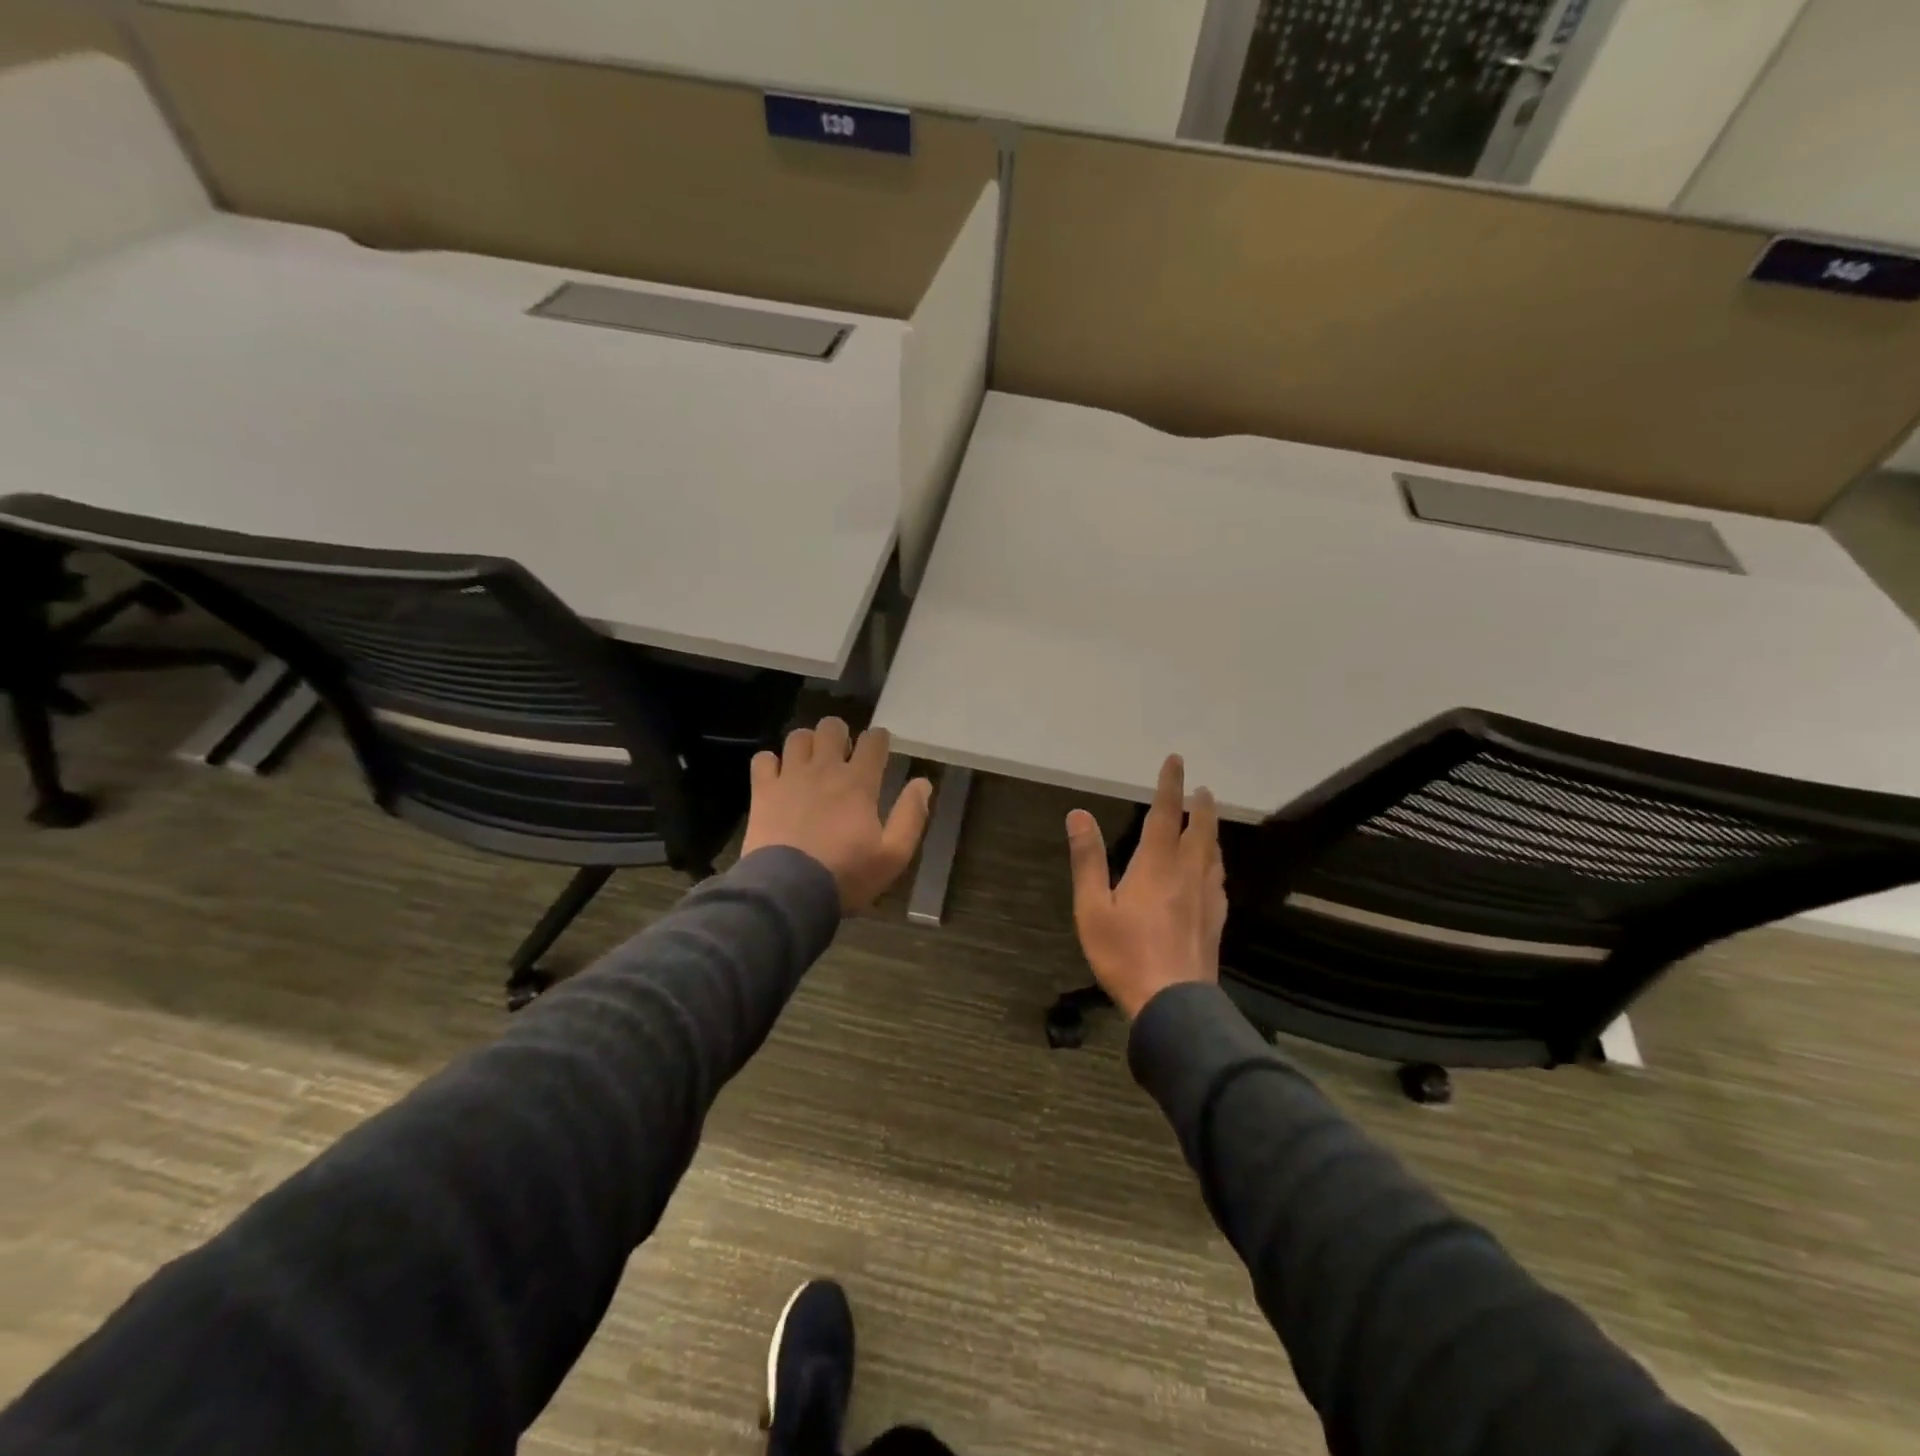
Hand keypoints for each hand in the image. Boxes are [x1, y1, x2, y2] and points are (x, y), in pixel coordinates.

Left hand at [741, 718, 933, 912]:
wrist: (789, 892)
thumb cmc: (846, 875)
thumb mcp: (893, 855)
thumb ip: (911, 816)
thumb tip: (923, 783)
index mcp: (859, 782)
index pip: (873, 741)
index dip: (878, 739)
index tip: (879, 748)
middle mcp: (824, 769)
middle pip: (832, 727)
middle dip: (840, 734)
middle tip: (842, 755)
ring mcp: (790, 777)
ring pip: (798, 737)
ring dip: (807, 744)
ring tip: (810, 762)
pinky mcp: (763, 791)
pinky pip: (763, 759)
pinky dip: (771, 763)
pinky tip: (778, 778)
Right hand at [1066, 755, 1227, 1018]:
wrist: (1173, 1004)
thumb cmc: (1124, 954)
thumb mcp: (1092, 908)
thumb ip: (1087, 860)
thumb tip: (1078, 814)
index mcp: (1156, 866)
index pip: (1165, 815)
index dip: (1170, 786)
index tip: (1177, 761)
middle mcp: (1187, 874)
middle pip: (1200, 831)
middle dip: (1200, 806)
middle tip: (1202, 788)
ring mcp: (1206, 898)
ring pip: (1213, 854)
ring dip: (1211, 830)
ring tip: (1209, 820)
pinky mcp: (1215, 921)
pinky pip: (1219, 880)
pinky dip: (1216, 862)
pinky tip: (1214, 870)